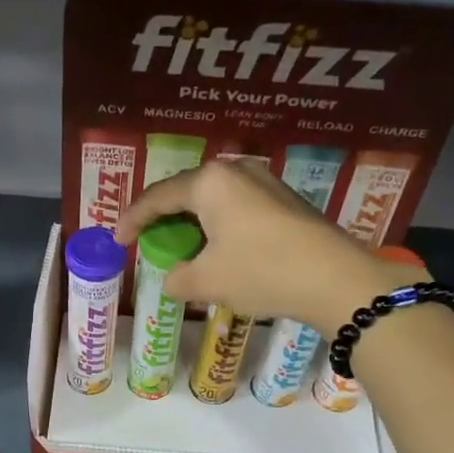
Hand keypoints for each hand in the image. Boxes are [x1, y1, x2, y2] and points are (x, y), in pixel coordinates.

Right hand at [113, 159, 422, 330]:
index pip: (157, 197)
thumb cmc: (260, 272)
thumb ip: (178, 278)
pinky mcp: (286, 201)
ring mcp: (265, 183)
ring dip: (194, 224)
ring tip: (182, 248)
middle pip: (187, 193)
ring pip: (215, 201)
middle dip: (164, 218)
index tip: (118, 239)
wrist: (335, 279)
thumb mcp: (207, 281)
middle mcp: (236, 172)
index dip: (133, 219)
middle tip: (148, 240)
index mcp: (209, 182)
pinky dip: (219, 227)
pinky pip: (238, 209)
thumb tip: (173, 279)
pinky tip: (219, 250)